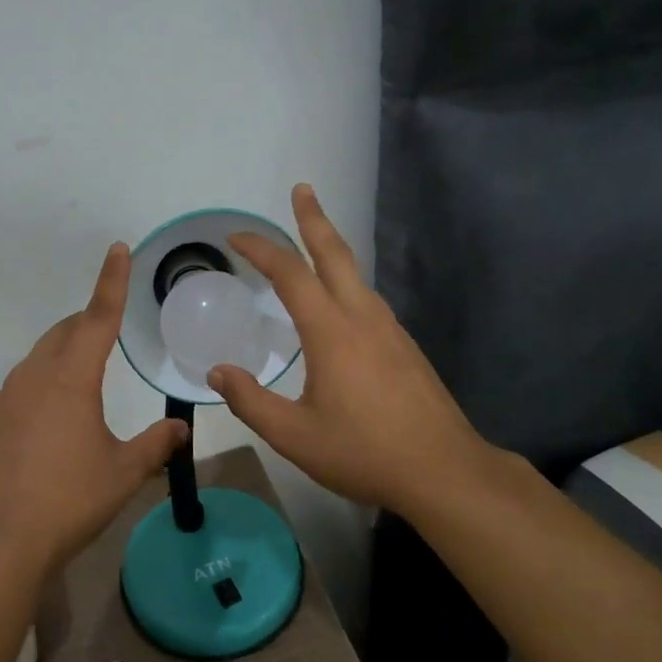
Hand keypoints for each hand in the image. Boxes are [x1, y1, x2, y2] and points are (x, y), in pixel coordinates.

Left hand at [0, 243, 188, 580]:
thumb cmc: (68, 500)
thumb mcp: (123, 473)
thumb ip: (155, 446)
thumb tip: (179, 430)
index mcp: (71, 379)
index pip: (98, 318)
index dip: (112, 282)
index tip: (118, 249)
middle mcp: (35, 377)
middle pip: (65, 332)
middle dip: (89, 321)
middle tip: (110, 324)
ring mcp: (7, 398)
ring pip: (41, 356)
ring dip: (65, 350)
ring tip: (86, 371)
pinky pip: (23, 384)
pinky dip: (44, 379)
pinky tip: (54, 414)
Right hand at [210, 184, 500, 521]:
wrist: (445, 471)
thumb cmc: (364, 452)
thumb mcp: (294, 435)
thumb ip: (250, 402)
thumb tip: (217, 373)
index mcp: (332, 331)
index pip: (291, 274)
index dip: (262, 250)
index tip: (236, 236)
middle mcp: (363, 317)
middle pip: (336, 254)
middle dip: (314, 219)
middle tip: (302, 190)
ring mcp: (390, 330)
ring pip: (356, 275)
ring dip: (332, 249)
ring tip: (313, 241)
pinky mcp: (405, 347)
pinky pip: (368, 299)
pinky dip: (346, 282)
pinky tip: (340, 303)